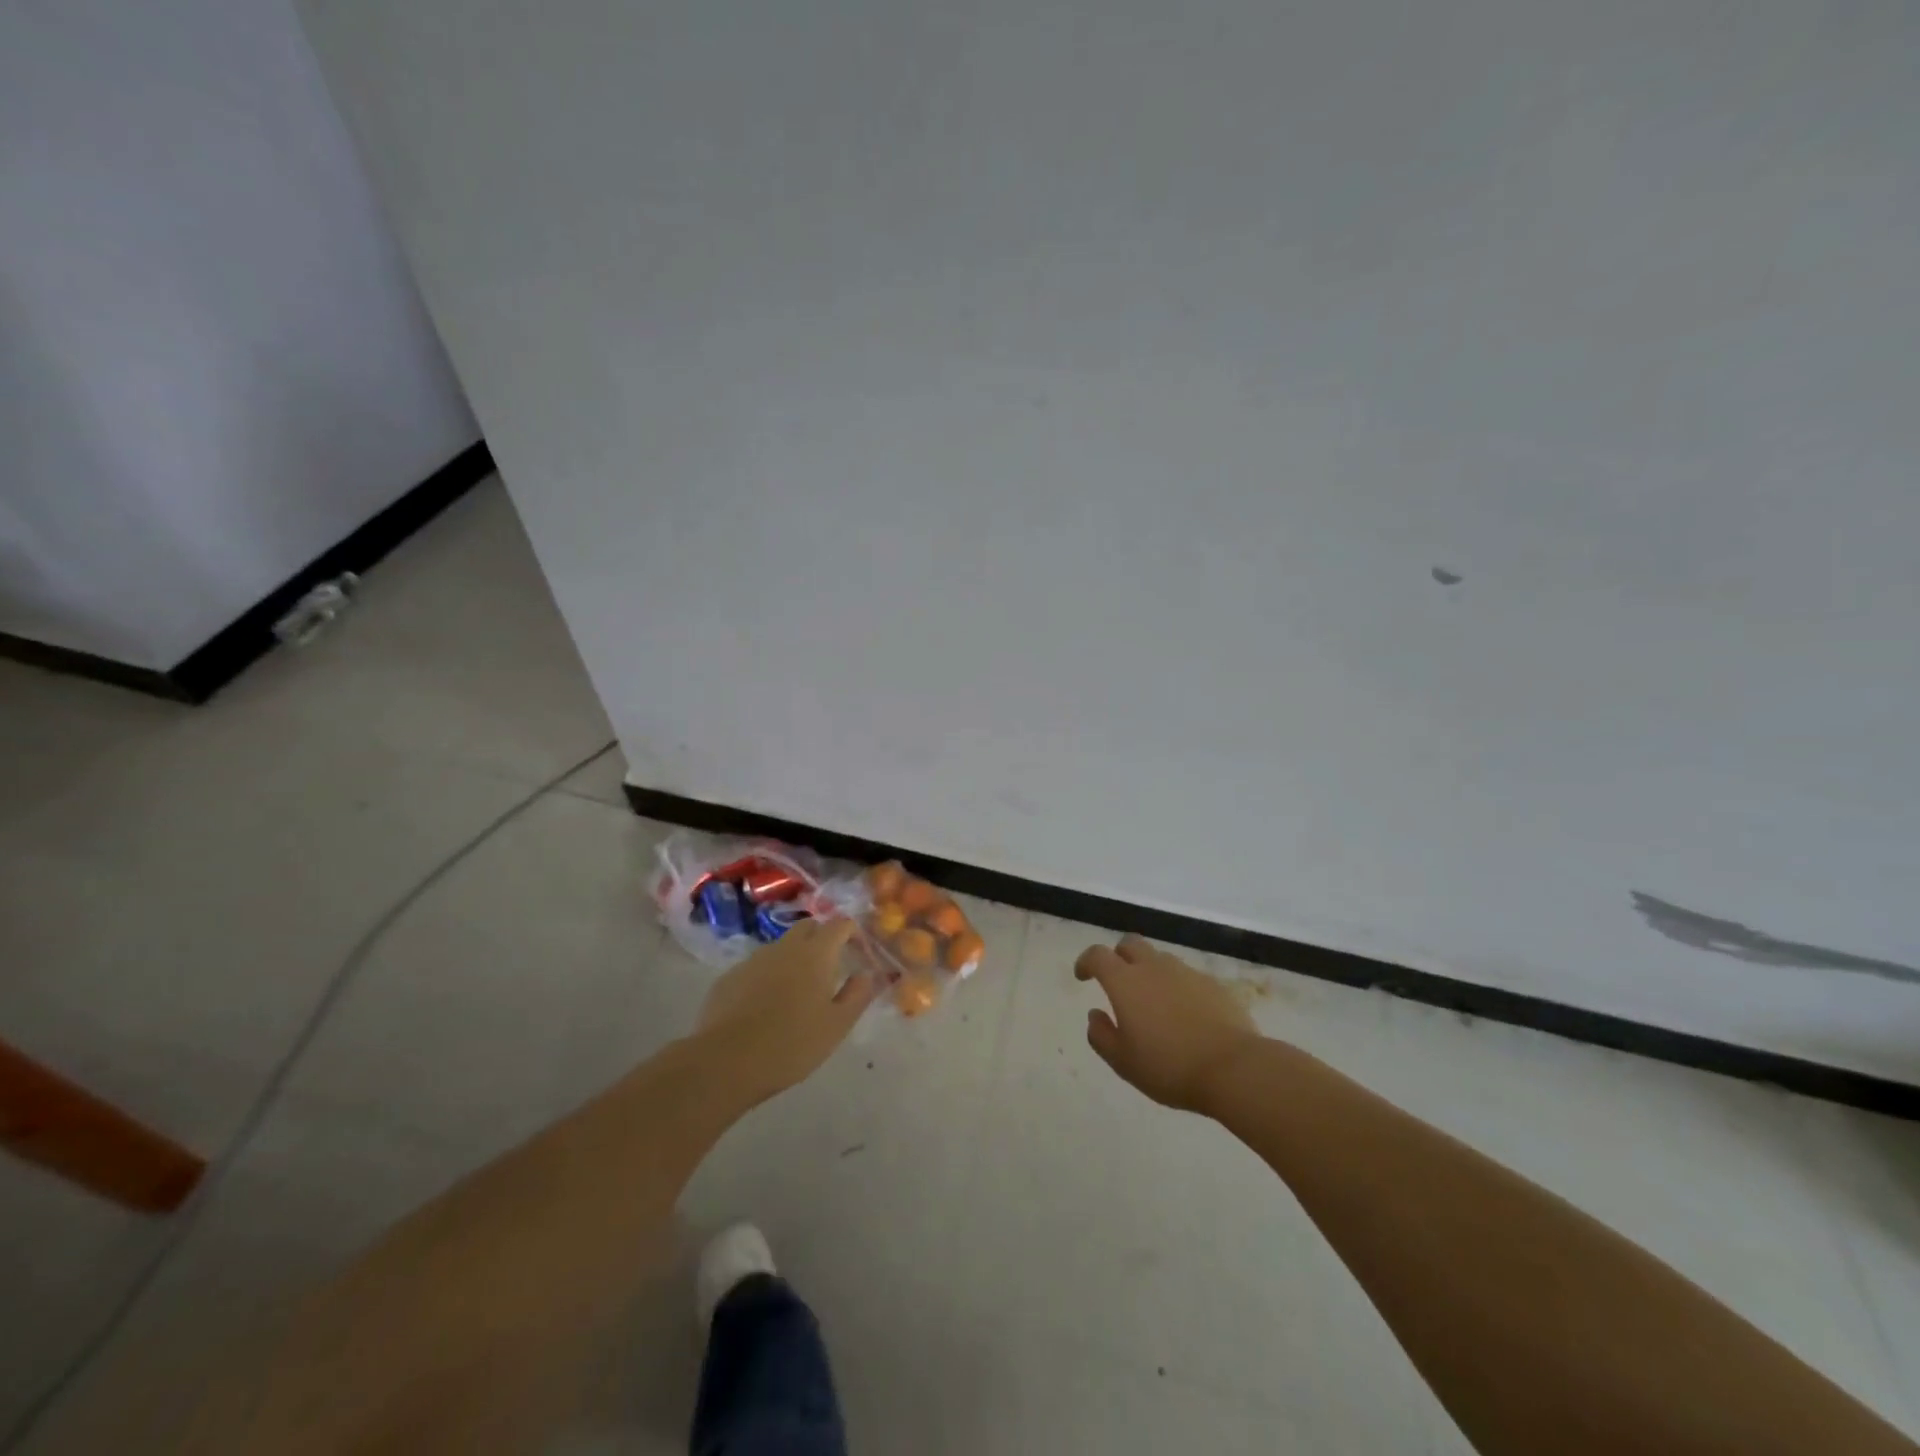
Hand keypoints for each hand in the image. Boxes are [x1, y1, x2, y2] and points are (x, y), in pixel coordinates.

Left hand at [696, 917, 875, 1100]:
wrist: (726, 1061)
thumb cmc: (792, 1044)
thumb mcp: (837, 1025)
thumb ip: (857, 995)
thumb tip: (865, 974)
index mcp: (816, 953)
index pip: (840, 924)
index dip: (852, 932)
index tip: (858, 951)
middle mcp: (785, 947)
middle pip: (808, 926)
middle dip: (822, 938)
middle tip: (830, 967)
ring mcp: (753, 960)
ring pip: (781, 947)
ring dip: (794, 958)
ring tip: (797, 992)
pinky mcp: (729, 977)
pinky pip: (757, 967)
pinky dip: (768, 976)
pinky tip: (765, 1007)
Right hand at [1075, 935, 1261, 1113]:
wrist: (1233, 1068)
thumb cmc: (1169, 1067)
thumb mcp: (1123, 1062)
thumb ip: (1101, 1035)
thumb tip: (1095, 1014)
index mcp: (1125, 982)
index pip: (1098, 955)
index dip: (1086, 961)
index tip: (1083, 976)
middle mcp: (1154, 968)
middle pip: (1130, 944)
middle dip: (1119, 956)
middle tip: (1118, 982)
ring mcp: (1186, 973)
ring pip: (1160, 958)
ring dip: (1149, 971)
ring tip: (1153, 1002)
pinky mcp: (1213, 984)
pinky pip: (1186, 976)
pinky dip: (1177, 986)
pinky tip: (1184, 1014)